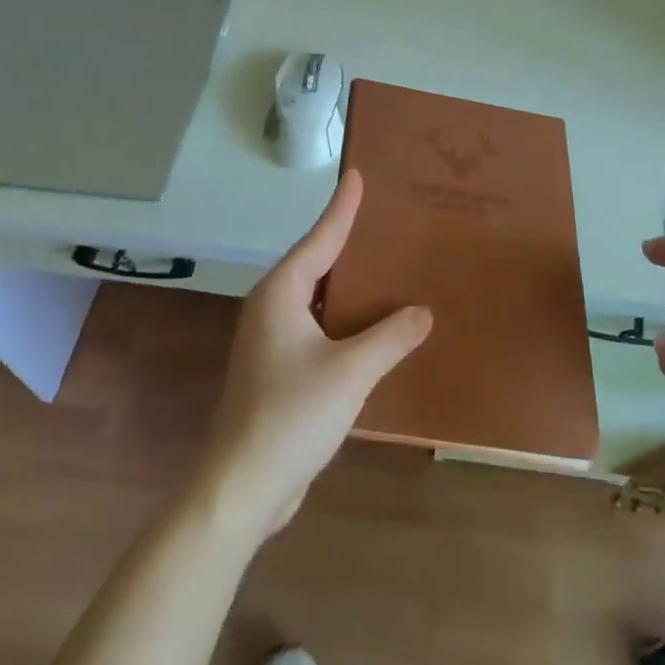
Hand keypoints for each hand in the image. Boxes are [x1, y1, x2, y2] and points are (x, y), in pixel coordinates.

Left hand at [199, 170, 431, 538]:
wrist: (241, 488)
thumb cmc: (291, 416)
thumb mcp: (350, 372)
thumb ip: (390, 338)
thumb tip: (423, 312)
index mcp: (281, 293)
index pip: (320, 238)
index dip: (342, 208)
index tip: (357, 176)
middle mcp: (272, 308)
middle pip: (317, 263)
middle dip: (349, 243)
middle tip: (386, 219)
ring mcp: (272, 340)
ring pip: (318, 299)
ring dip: (350, 287)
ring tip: (387, 267)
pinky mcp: (279, 370)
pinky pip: (318, 329)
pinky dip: (345, 321)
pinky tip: (374, 328)